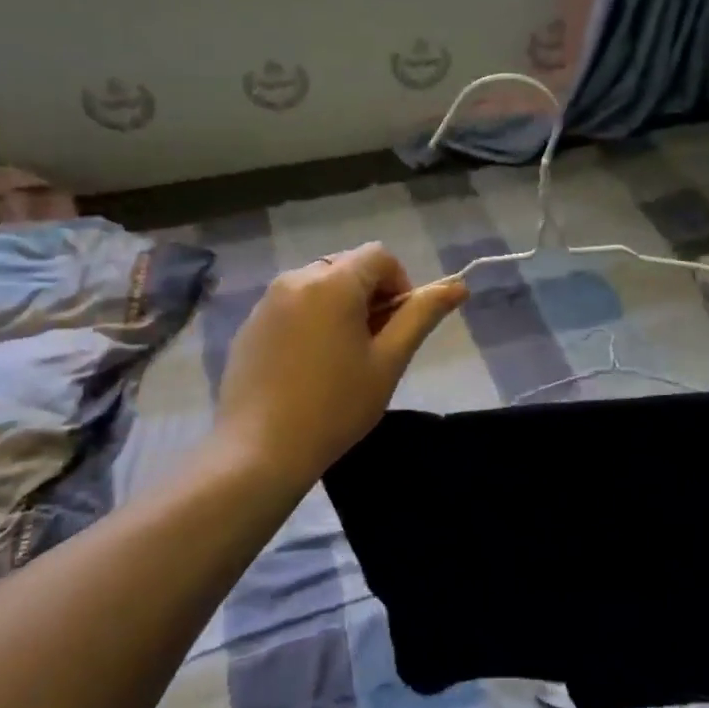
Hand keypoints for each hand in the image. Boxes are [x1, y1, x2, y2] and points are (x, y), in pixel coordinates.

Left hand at [214, 243, 468, 487]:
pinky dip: (310, 320)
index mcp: (333, 282)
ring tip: (341, 358)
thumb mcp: (389, 361)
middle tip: (373, 346)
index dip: (400, 284)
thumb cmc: (335, 406)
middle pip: (348, 267)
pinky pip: (291, 306)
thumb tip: (459, 285)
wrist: (259, 451)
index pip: (379, 256)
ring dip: (340, 307)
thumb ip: (422, 315)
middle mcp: (295, 278)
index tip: (398, 327)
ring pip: (318, 285)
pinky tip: (308, 367)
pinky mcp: (249, 325)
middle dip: (370, 295)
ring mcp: (266, 302)